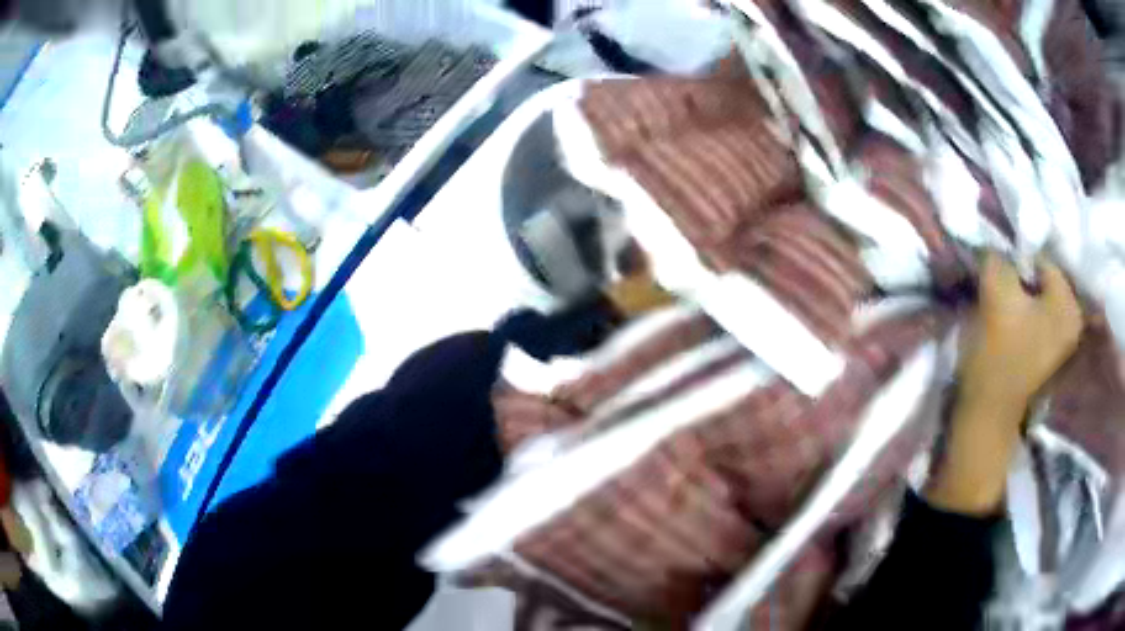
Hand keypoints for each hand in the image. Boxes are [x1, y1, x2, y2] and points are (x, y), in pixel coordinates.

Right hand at [928, 254, 1082, 514]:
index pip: (1042, 259)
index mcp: (1069, 304)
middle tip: (998, 294)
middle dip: (1020, 282)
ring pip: (1039, 303)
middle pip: (1043, 282)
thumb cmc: (997, 357)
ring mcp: (1064, 346)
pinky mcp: (1051, 362)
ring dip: (1020, 301)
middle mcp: (1074, 322)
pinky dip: (1024, 320)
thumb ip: (999, 256)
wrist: (986, 421)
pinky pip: (1039, 323)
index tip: (996, 278)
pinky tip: (1010, 332)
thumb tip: (996, 247)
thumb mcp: (995, 292)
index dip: (1016, 263)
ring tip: (1002, 314)